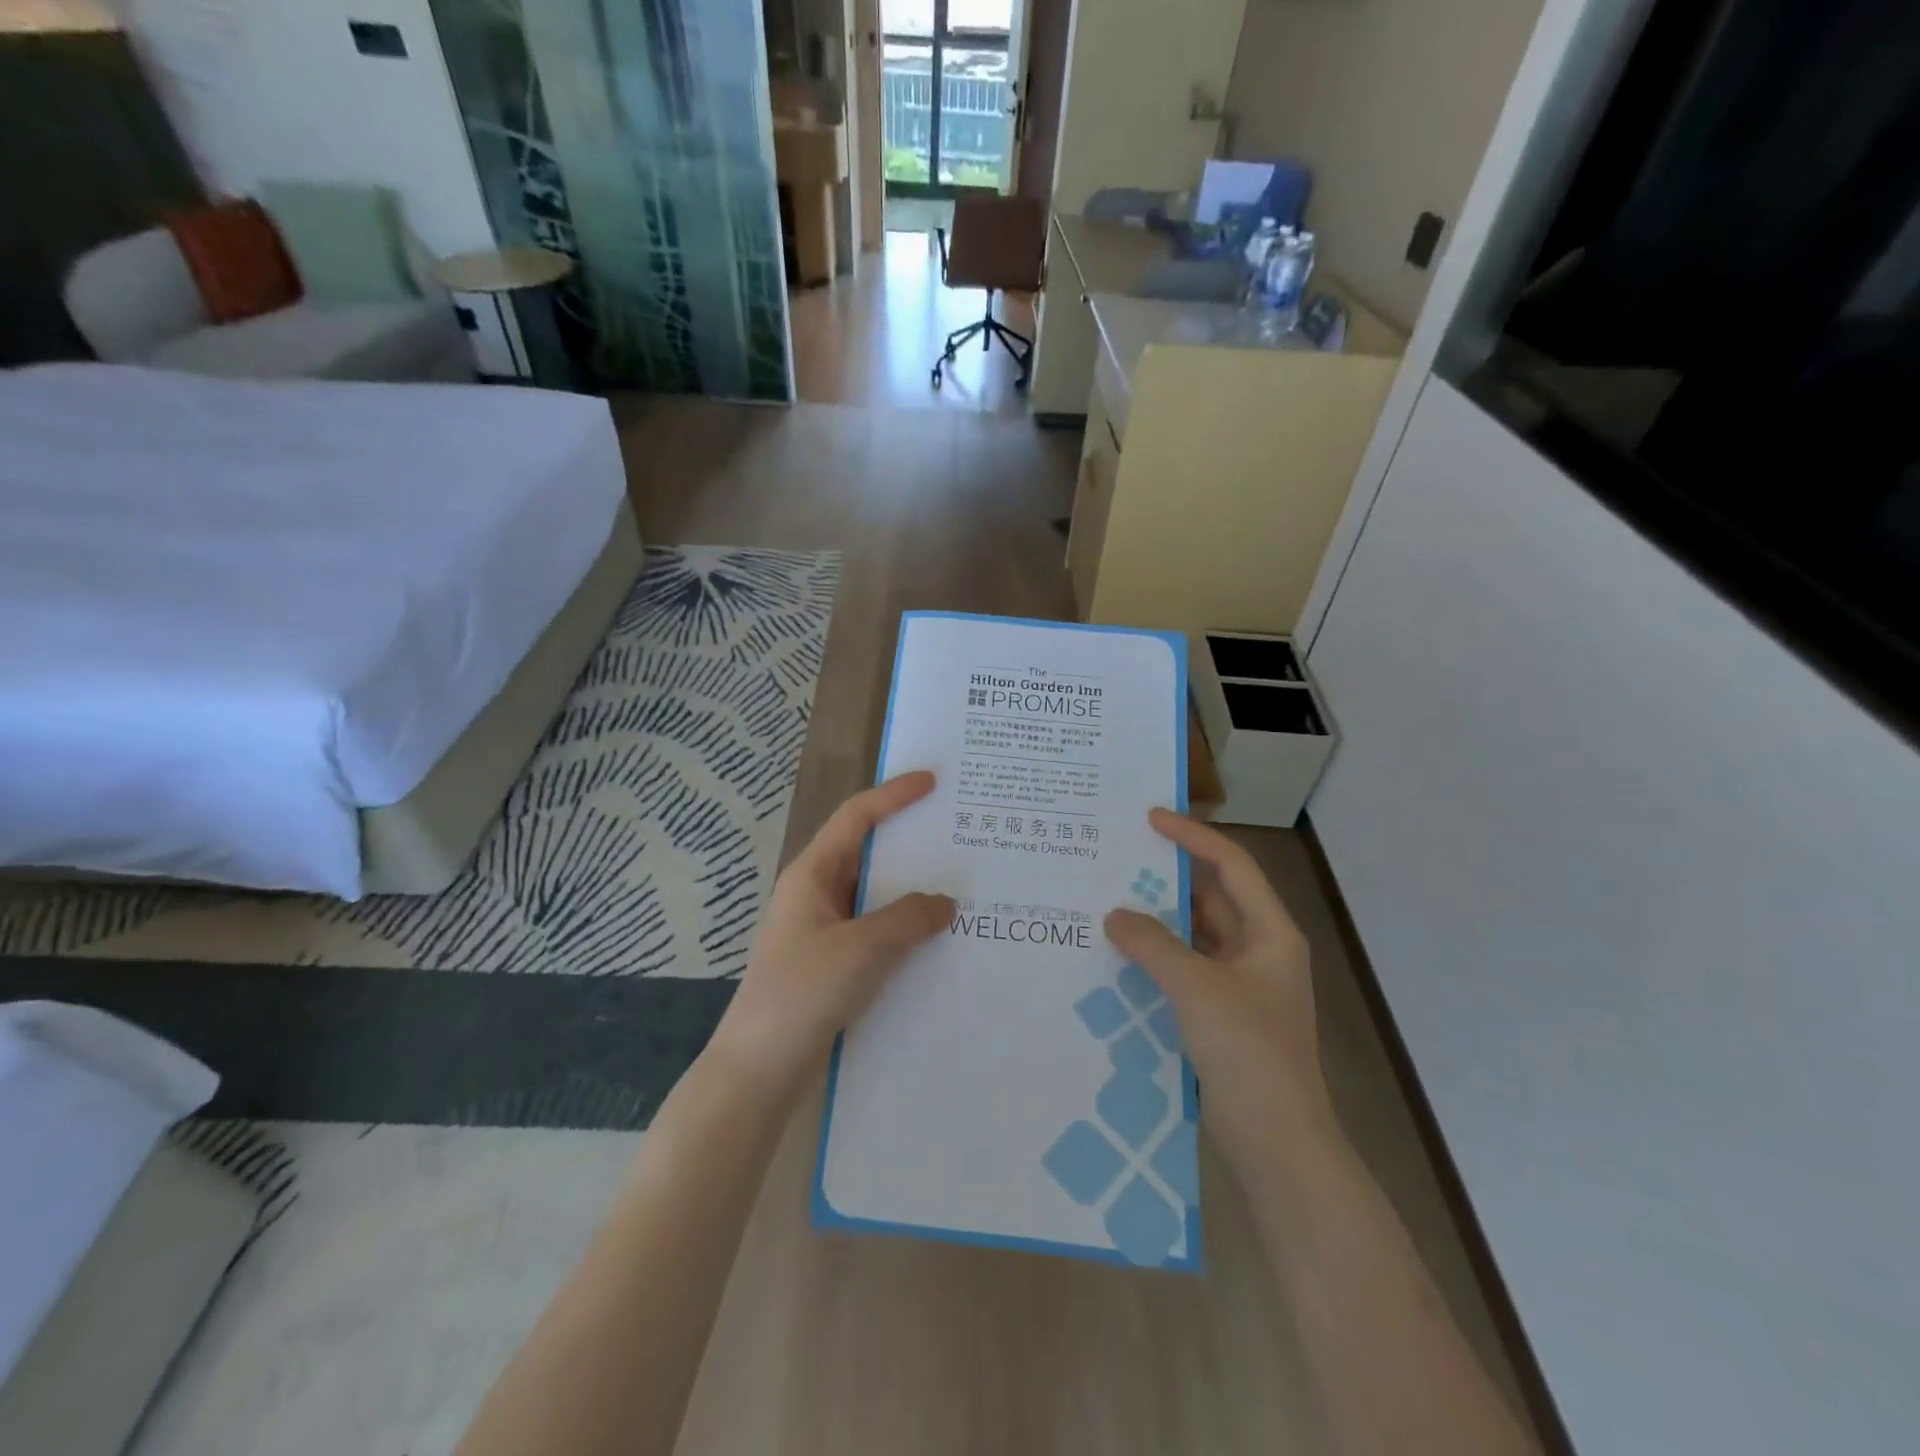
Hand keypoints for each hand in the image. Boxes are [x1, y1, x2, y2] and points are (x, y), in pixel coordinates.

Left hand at [707, 772, 953, 1100]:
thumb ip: (908, 918)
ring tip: (961, 883)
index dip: (894, 794)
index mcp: (813, 873)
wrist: (759, 1069)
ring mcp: (825, 928)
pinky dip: (906, 925)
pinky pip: (877, 928)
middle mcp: (817, 892)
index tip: (933, 781)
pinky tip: (939, 937)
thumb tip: (945, 902)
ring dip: (913, 888)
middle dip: (911, 840)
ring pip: (876, 894)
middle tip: (958, 833)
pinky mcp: (833, 961)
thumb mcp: (861, 948)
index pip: (856, 816)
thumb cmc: (802, 993)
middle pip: (869, 851)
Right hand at [1104, 810, 1335, 1179]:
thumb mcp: (1196, 988)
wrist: (1278, 1143)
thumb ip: (1152, 944)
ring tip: (1109, 900)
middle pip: (1211, 898)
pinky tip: (1120, 955)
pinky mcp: (1222, 1015)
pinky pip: (1185, 969)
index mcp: (1270, 933)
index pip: (1231, 865)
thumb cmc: (1248, 1052)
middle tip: (1118, 859)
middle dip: (1168, 879)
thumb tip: (1115, 915)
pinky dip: (1157, 958)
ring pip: (1195, 936)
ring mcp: (1241, 985)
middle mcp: (1259, 950)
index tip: (1150, 818)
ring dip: (1158, 921)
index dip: (1192, 836)